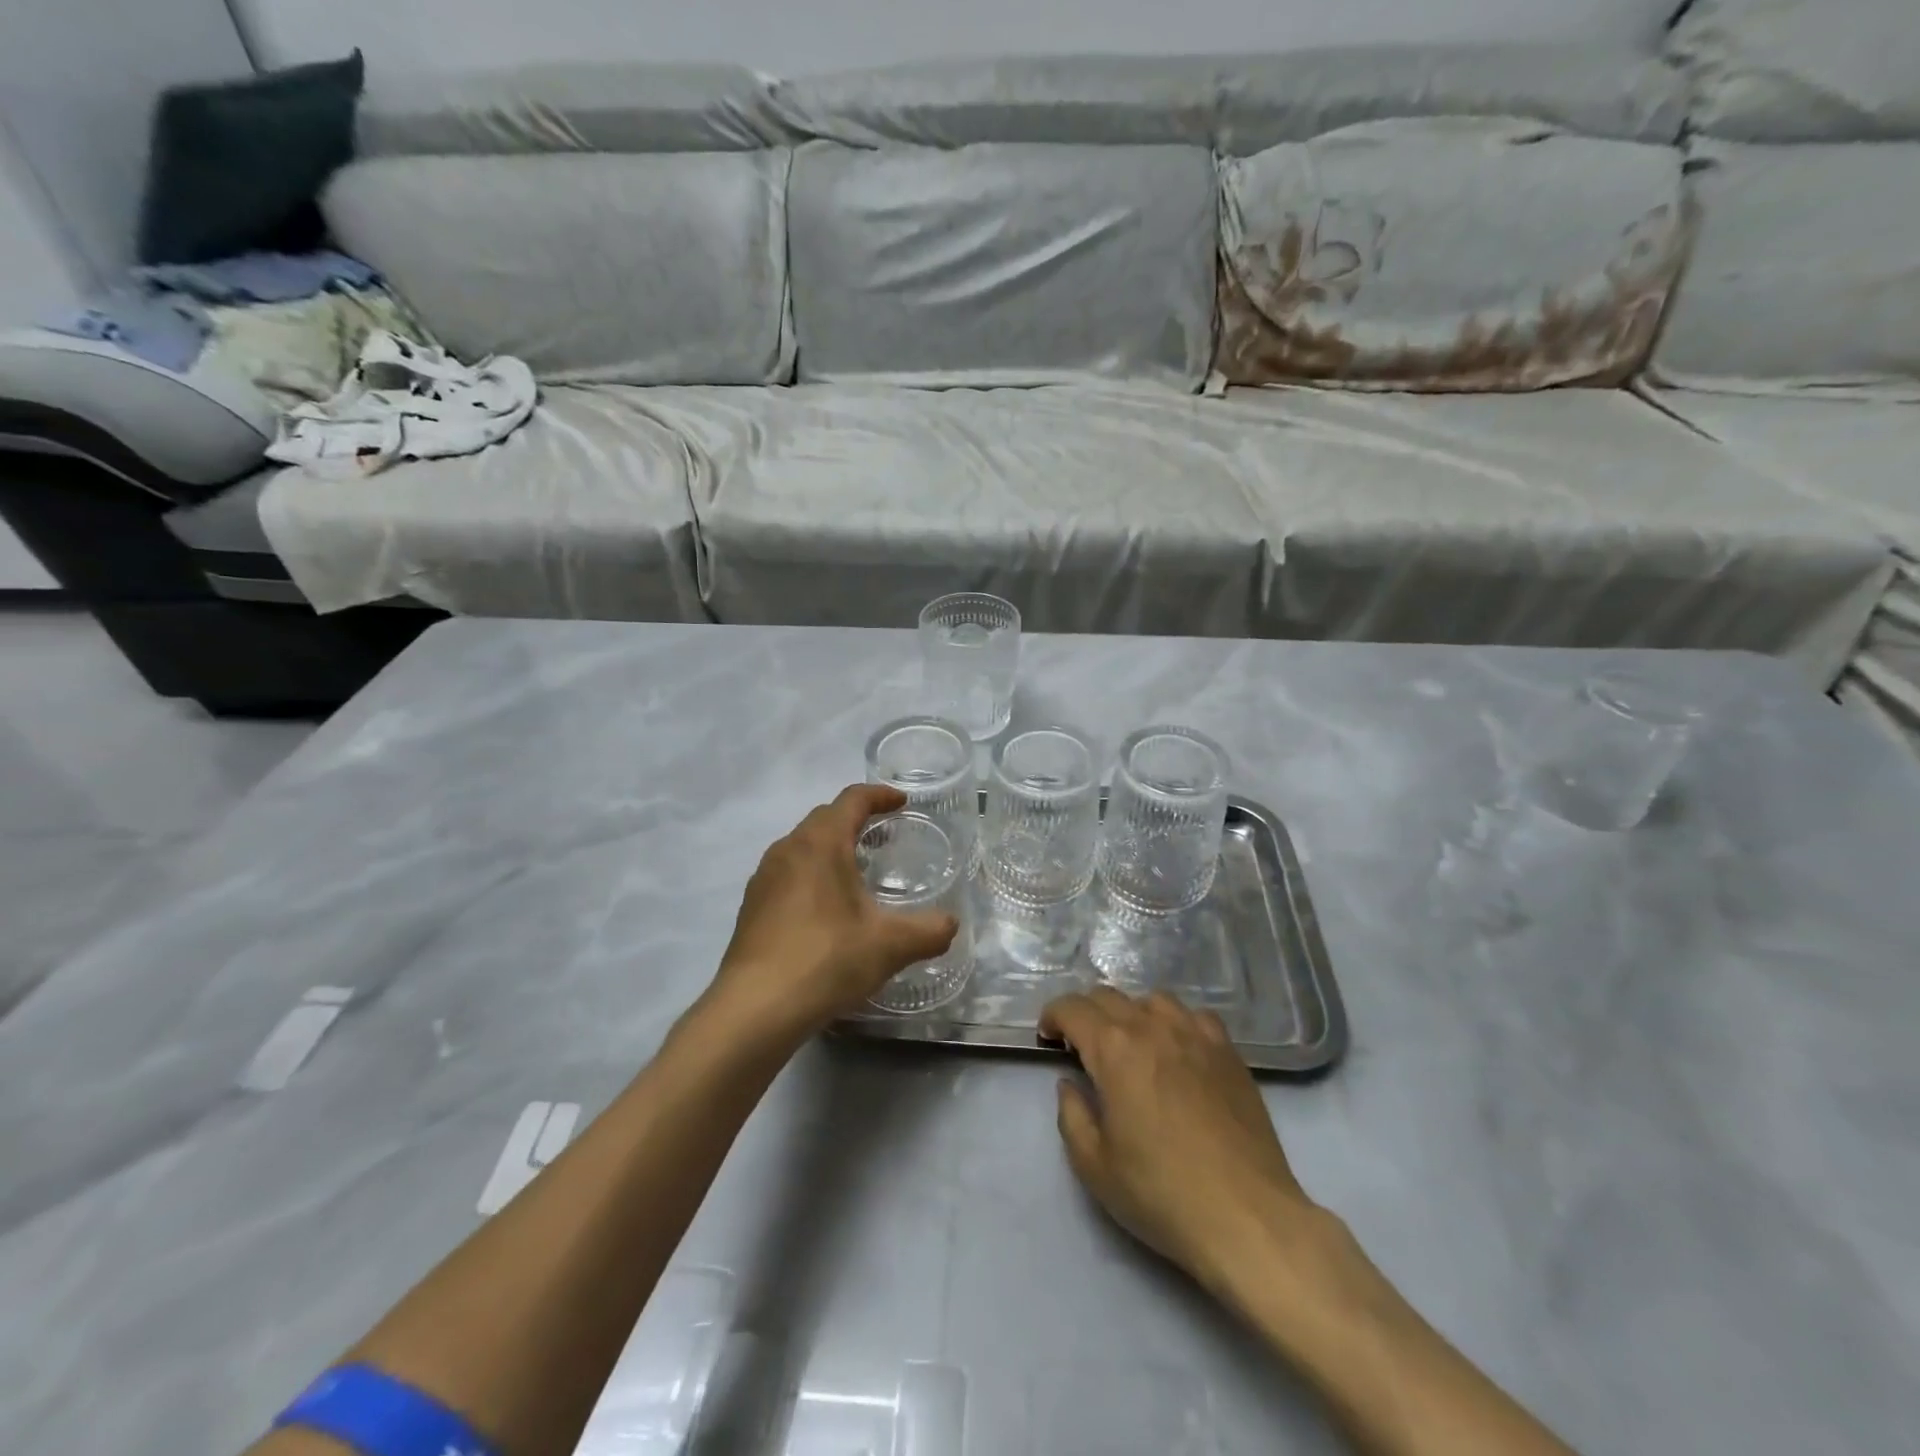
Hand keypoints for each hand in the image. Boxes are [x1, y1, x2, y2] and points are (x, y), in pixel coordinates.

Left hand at [710, 785, 958, 1038]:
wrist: (755, 1009)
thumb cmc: (826, 959)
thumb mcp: (890, 945)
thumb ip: (929, 930)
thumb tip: (951, 924)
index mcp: (821, 843)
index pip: (852, 800)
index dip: (880, 795)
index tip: (901, 802)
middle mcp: (787, 849)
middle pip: (824, 818)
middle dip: (855, 820)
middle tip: (884, 836)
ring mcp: (764, 878)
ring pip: (802, 846)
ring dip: (830, 848)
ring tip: (856, 872)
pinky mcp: (751, 907)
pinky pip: (787, 874)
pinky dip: (811, 875)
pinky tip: (825, 910)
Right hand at [1041, 988, 1324, 1295]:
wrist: (1246, 1216)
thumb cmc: (1161, 1193)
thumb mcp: (1094, 1165)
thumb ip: (1072, 1115)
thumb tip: (1070, 1083)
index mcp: (1114, 1048)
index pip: (1072, 1008)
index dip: (1053, 1017)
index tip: (1048, 1038)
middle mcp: (1152, 1026)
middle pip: (1108, 996)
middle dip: (1085, 1014)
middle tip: (1081, 1046)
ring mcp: (1195, 1034)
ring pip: (1152, 1000)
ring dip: (1131, 1014)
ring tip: (1131, 1045)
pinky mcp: (1228, 1051)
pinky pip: (1194, 1016)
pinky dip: (1175, 1023)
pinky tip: (1178, 1051)